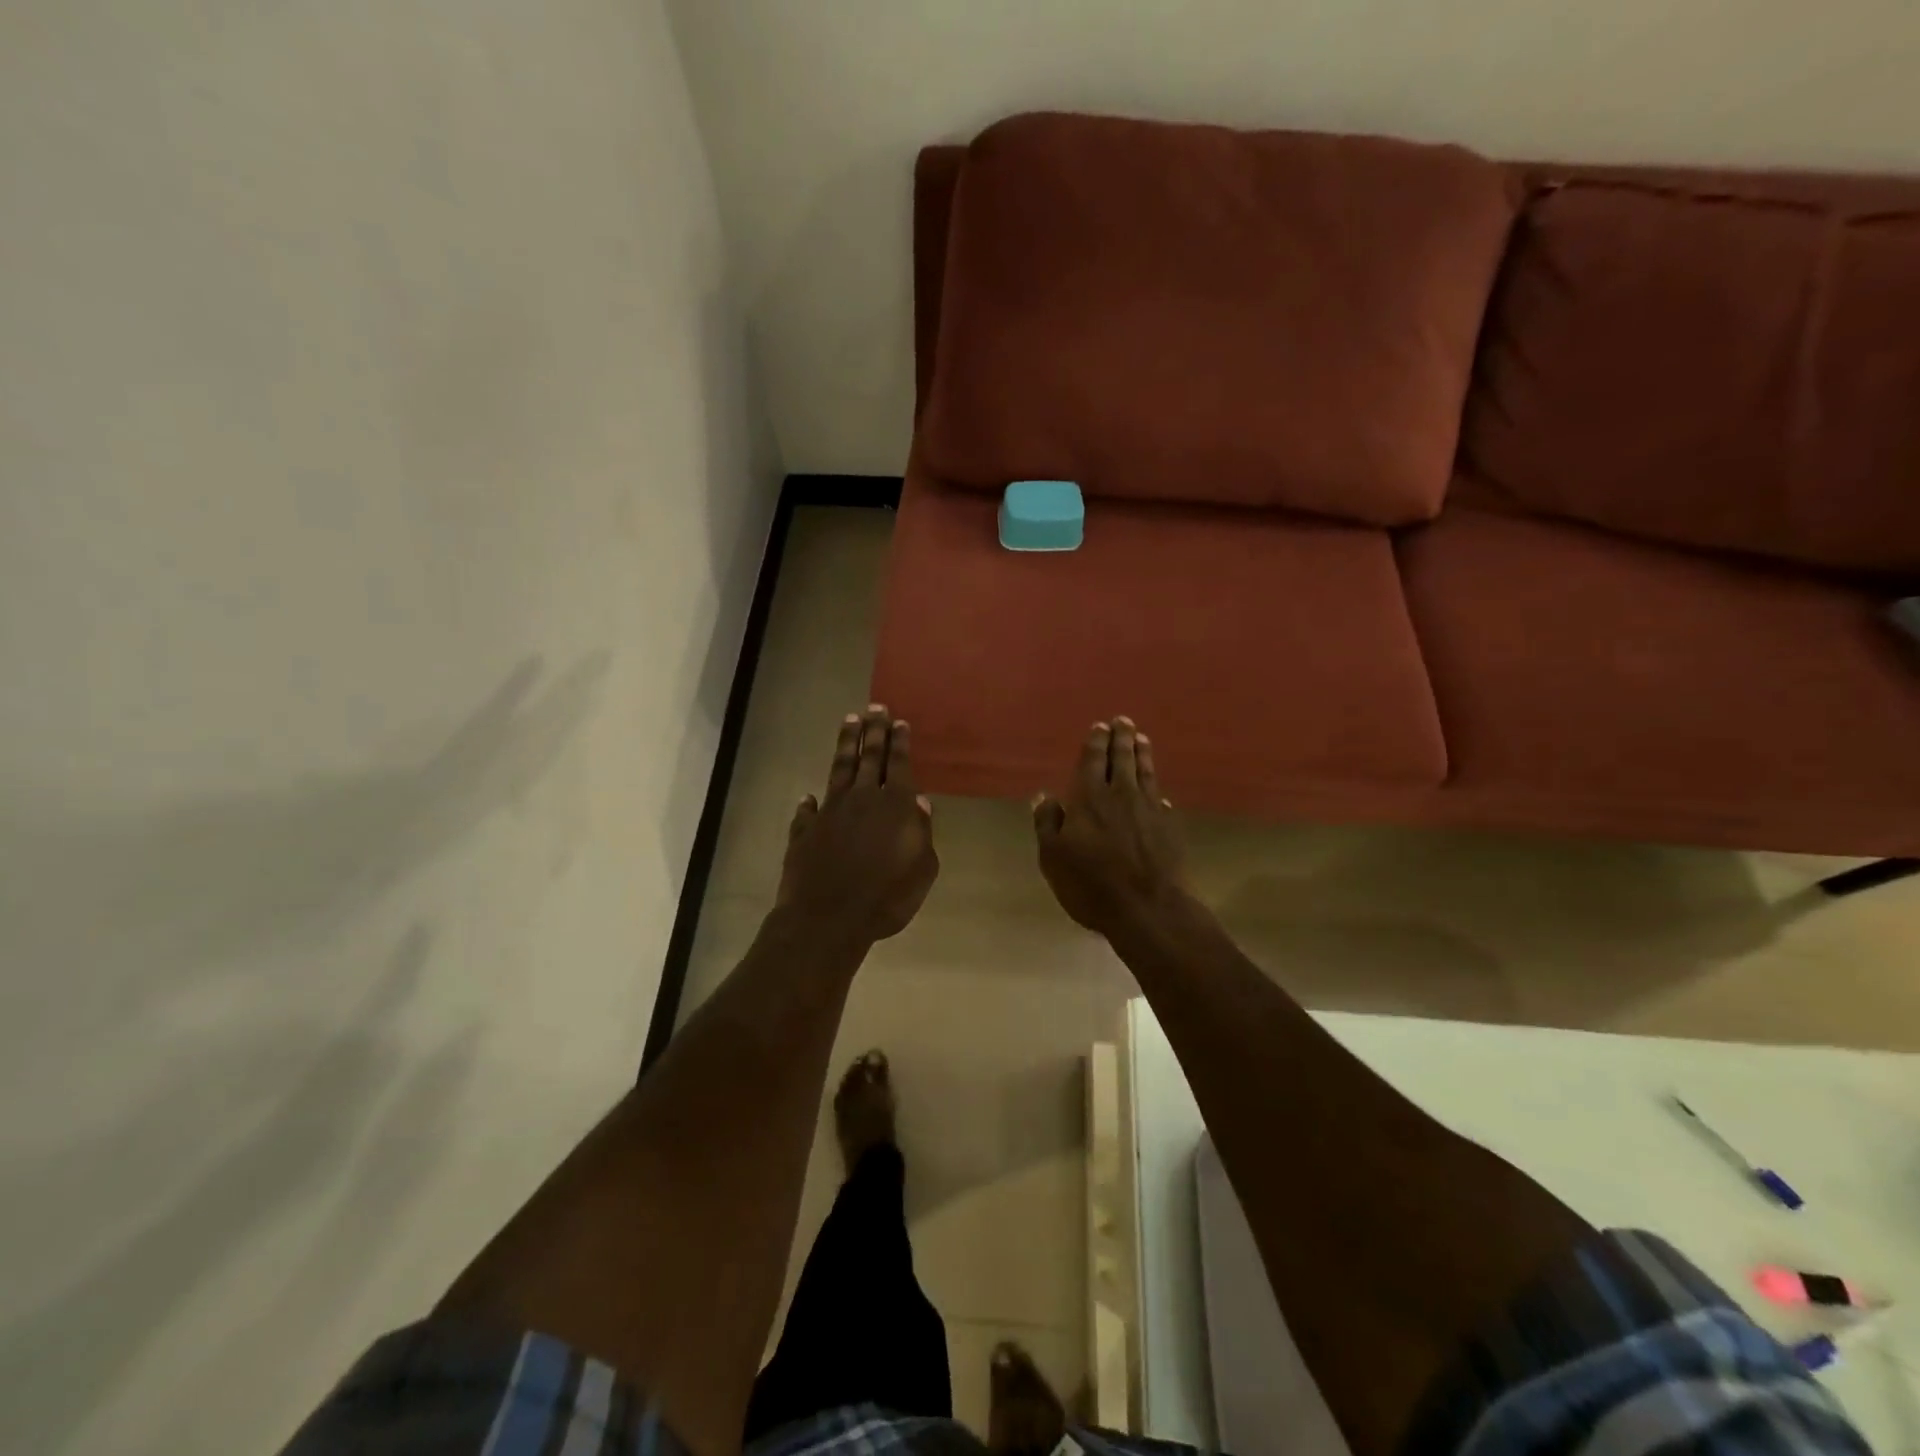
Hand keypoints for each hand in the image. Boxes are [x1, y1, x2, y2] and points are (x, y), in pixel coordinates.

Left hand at [778, 705, 938, 943]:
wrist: (828, 918)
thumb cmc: (886, 898)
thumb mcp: (921, 869)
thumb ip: (922, 832)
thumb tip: (919, 801)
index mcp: (894, 806)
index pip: (898, 764)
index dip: (899, 742)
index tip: (898, 721)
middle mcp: (862, 799)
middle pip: (869, 757)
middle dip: (873, 731)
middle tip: (875, 708)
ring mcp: (830, 812)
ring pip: (839, 769)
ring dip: (846, 745)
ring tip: (849, 722)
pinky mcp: (805, 831)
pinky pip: (809, 810)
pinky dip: (810, 802)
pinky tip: (809, 796)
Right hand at [1033, 717, 1190, 936]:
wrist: (1148, 908)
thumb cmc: (1091, 884)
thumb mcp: (1053, 857)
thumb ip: (1048, 822)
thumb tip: (1044, 795)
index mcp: (1089, 798)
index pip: (1093, 761)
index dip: (1096, 742)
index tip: (1100, 726)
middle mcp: (1121, 795)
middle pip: (1123, 759)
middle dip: (1122, 738)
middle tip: (1124, 721)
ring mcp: (1150, 810)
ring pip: (1146, 773)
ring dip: (1142, 754)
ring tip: (1142, 739)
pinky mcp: (1170, 828)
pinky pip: (1162, 801)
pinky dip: (1157, 791)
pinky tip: (1159, 792)